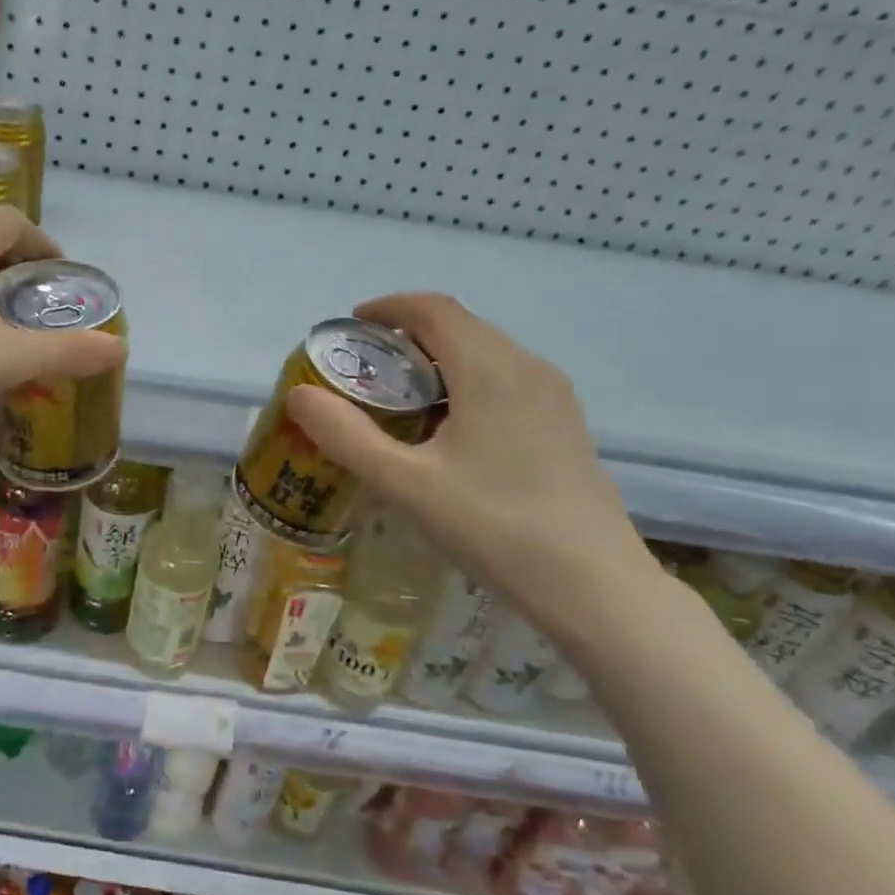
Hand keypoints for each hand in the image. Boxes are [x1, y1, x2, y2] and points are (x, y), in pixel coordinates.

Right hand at [287, 293, 660, 641]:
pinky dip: (463, 384)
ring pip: (484, 354)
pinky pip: (504, 381)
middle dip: (406, 336)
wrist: (594, 586)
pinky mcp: (563, 425)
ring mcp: (553, 396)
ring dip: (436, 361)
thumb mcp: (406, 484)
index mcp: (490, 370)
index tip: (351, 327)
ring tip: (398, 402)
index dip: (388, 307)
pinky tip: (446, 433)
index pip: (433, 309)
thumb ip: (347, 436)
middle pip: (459, 327)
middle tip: (364, 371)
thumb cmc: (494, 527)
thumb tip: (299, 394)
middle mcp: (527, 367)